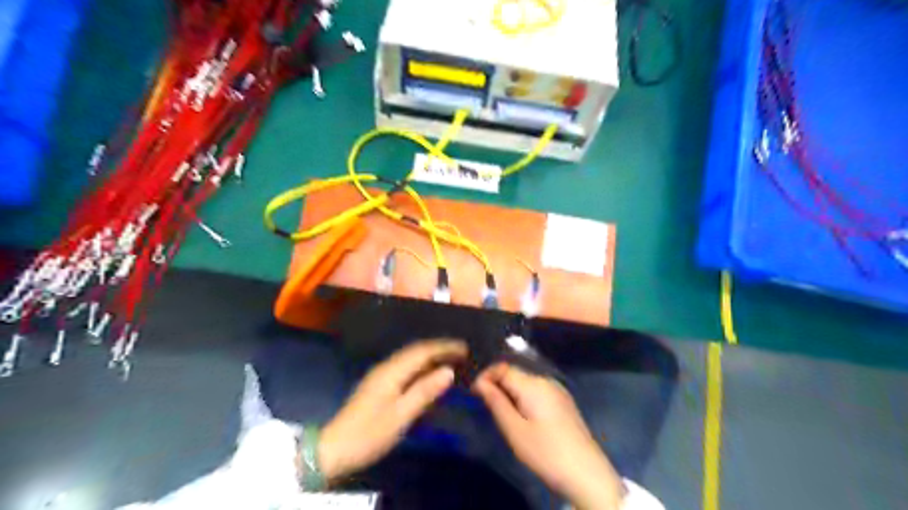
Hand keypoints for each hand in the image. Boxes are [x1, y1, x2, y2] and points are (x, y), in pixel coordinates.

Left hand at [317, 343, 462, 481]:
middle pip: (415, 351)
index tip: (464, 348)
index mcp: (392, 371)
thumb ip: (425, 391)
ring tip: (450, 360)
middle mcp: (386, 367)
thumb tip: (448, 371)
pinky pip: (405, 369)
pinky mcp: (378, 386)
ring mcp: (380, 376)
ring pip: (410, 359)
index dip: (444, 347)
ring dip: (430, 357)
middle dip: (439, 349)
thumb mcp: (401, 415)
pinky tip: (428, 375)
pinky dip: (421, 368)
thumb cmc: (370, 433)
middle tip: (461, 352)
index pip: (422, 351)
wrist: (334, 449)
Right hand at [476, 362, 625, 508]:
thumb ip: (496, 402)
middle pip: (515, 373)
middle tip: (484, 404)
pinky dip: (524, 397)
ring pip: (526, 382)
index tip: (473, 393)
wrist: (586, 473)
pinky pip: (537, 391)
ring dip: (510, 391)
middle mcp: (546, 380)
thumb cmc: (546, 452)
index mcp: (533, 384)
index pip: (502, 368)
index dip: (485, 376)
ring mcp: (557, 390)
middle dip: (497, 384)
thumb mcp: (514, 430)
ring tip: (500, 411)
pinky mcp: (563, 401)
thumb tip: (481, 383)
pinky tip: (521, 415)